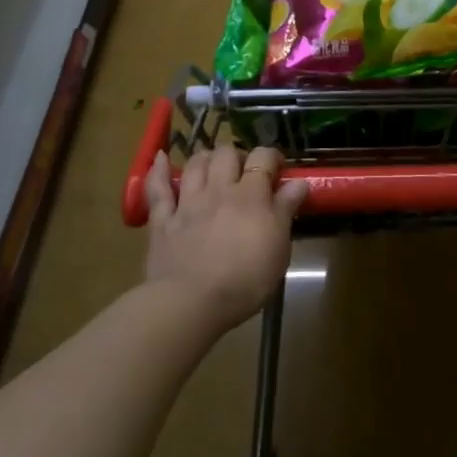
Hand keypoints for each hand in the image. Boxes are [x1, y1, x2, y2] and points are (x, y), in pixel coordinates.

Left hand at [143, 145, 306, 331]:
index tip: (278, 169)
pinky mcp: (162, 221)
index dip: (271, 157)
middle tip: (244, 173)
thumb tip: (299, 182)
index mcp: (251, 195)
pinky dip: (158, 171)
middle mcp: (219, 190)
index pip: (263, 157)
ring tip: (213, 167)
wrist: (191, 303)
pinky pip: (157, 189)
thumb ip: (286, 210)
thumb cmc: (245, 279)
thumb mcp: (279, 248)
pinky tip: (162, 157)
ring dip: (206, 158)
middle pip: (226, 153)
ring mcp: (187, 203)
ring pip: (196, 164)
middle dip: (237, 156)